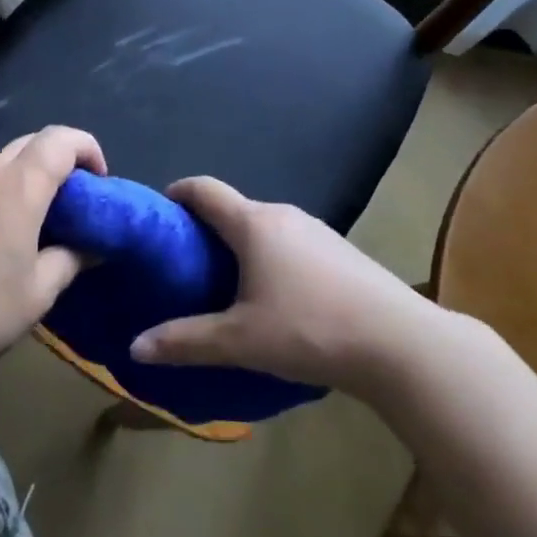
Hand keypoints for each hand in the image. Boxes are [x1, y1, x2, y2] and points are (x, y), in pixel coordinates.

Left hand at [0, 126, 105, 383]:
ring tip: (42, 220)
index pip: (60, 140)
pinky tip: (4, 235)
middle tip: (76, 201)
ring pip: (4, 161)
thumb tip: (91, 246)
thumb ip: (71, 259)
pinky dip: (5, 192)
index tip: (100, 182)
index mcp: (18, 187)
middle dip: (61, 160)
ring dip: (31, 176)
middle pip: (31, 143)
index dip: (88, 149)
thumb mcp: (39, 292)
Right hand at [129, 176, 436, 392]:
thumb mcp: (239, 341)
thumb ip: (185, 342)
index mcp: (254, 224)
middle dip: (206, 229)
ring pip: (265, 228)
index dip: (177, 194)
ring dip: (241, 246)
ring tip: (226, 284)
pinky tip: (276, 297)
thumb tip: (135, 347)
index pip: (204, 189)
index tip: (160, 214)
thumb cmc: (310, 329)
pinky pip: (291, 243)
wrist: (401, 343)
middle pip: (234, 209)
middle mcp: (284, 215)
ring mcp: (317, 230)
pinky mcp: (341, 250)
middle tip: (186, 264)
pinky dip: (271, 257)